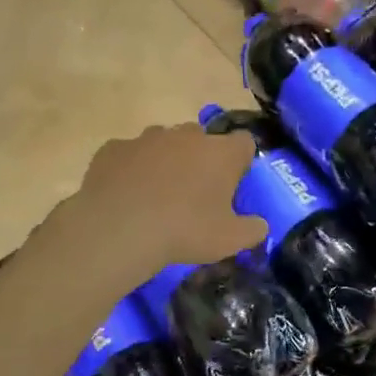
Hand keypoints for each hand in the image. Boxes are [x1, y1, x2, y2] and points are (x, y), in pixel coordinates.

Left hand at [53, 123, 264, 286]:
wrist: (119, 229)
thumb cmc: (185, 231)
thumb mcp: (230, 240)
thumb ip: (253, 230)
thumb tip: (260, 226)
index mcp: (222, 153)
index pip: (245, 142)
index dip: (242, 161)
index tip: (235, 182)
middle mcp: (187, 135)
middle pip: (202, 138)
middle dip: (202, 159)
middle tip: (196, 193)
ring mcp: (148, 138)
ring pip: (164, 142)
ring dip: (167, 161)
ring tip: (158, 194)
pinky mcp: (114, 148)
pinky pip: (130, 154)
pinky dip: (133, 169)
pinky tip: (128, 194)